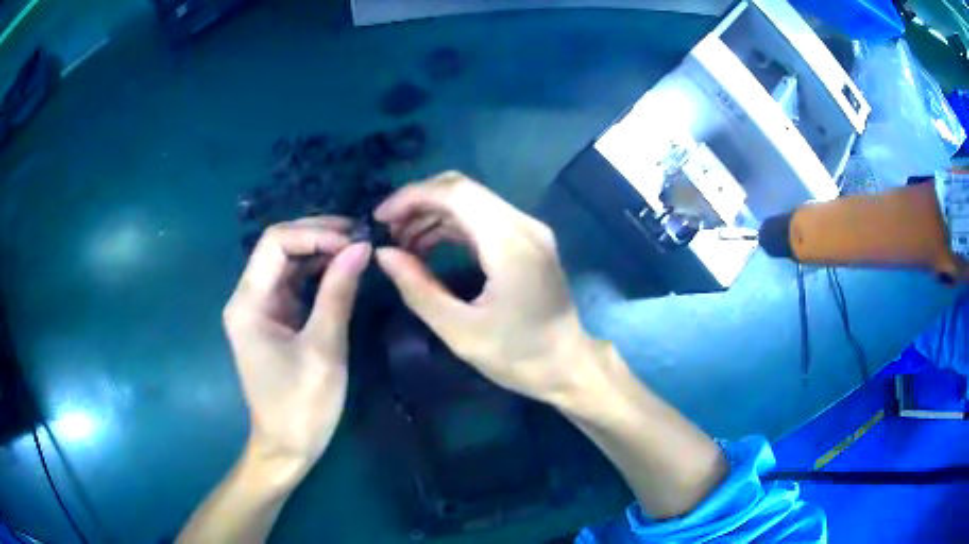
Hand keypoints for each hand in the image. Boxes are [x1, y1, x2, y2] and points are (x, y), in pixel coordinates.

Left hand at [223, 217, 370, 472]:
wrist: (288, 447)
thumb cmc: (301, 405)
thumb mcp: (324, 348)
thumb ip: (338, 293)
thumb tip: (361, 247)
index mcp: (248, 303)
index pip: (275, 243)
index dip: (314, 233)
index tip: (354, 241)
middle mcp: (248, 298)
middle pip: (279, 247)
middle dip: (319, 236)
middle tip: (362, 236)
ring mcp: (261, 308)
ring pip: (288, 263)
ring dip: (321, 251)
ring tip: (359, 247)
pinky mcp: (274, 320)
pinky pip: (295, 284)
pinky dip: (319, 273)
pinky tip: (344, 269)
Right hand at [373, 171, 597, 402]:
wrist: (568, 365)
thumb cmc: (516, 356)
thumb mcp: (459, 331)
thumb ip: (418, 288)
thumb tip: (384, 254)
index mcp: (509, 244)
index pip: (455, 193)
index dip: (412, 197)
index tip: (380, 218)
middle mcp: (524, 225)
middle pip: (463, 189)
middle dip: (419, 202)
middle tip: (388, 231)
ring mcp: (530, 229)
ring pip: (473, 201)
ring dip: (434, 213)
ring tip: (402, 243)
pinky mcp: (529, 239)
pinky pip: (485, 217)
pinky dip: (453, 224)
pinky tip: (429, 246)